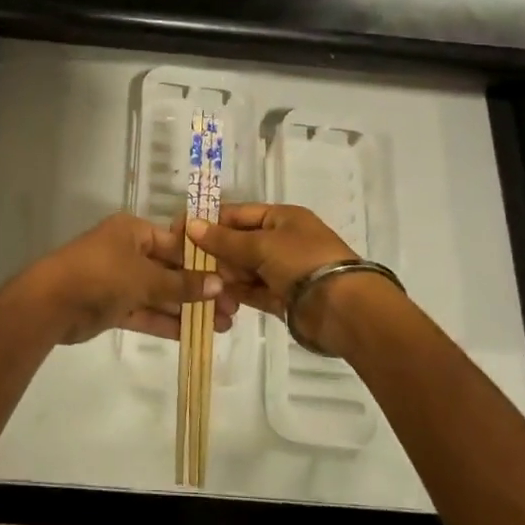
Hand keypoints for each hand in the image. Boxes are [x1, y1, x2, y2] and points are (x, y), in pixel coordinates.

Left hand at [10, 214, 233, 346]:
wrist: (51, 303)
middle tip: (234, 308)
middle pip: (171, 270)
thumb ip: (181, 285)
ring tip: (224, 325)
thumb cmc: (101, 275)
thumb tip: (219, 285)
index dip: (205, 262)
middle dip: (201, 289)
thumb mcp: (145, 277)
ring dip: (188, 309)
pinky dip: (167, 322)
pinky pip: (146, 312)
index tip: (232, 279)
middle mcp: (128, 252)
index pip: (177, 244)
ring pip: (161, 294)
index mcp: (134, 231)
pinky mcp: (113, 306)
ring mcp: (119, 280)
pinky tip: (195, 334)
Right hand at [185, 204, 366, 354]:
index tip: (180, 233)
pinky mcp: (282, 298)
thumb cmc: (303, 263)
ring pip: (243, 269)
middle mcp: (281, 241)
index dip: (209, 222)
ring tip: (202, 286)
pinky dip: (236, 295)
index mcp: (281, 218)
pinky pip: (252, 292)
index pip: (237, 214)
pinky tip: (216, 300)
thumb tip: (191, 225)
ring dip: (224, 277)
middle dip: (215, 253)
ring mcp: (282, 270)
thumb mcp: (262, 245)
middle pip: (238, 243)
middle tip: (187, 265)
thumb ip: (225, 240)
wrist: (344, 309)